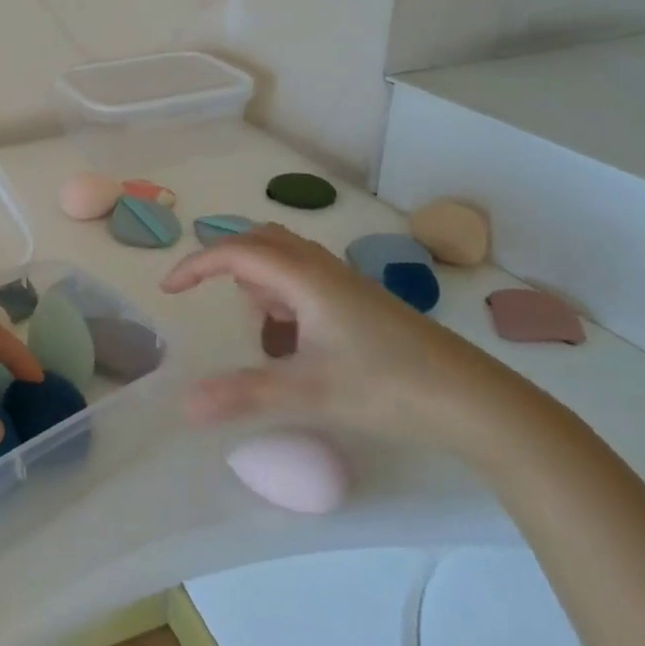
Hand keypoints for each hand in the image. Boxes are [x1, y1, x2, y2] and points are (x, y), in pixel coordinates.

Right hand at [161, 223, 524, 454]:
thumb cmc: (386, 387)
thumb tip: (184, 406)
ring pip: (287, 258)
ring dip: (260, 281)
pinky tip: (298, 341)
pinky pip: (307, 279)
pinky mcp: (363, 302)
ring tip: (262, 331)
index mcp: (304, 277)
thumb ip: (242, 394)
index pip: (236, 252)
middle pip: (261, 240)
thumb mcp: (307, 393)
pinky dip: (286, 296)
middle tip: (213, 299)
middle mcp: (323, 268)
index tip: (169, 290)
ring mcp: (347, 284)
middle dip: (228, 263)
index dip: (196, 264)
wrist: (475, 402)